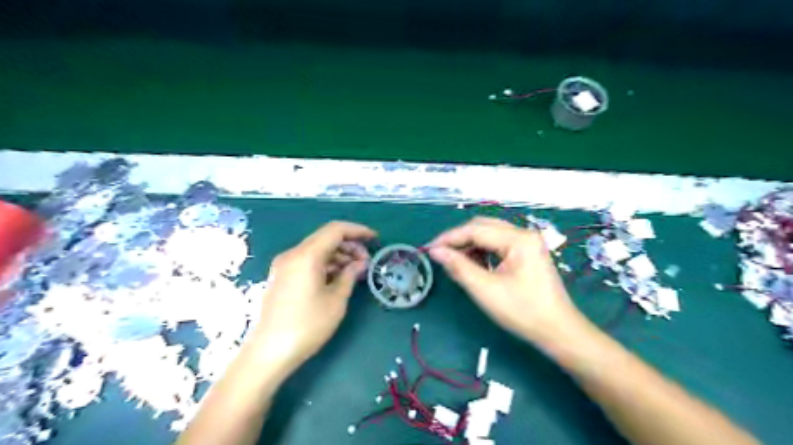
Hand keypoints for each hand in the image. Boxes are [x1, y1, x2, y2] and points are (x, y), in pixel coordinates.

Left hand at [254, 221, 376, 370]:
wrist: (269, 352)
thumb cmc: (307, 325)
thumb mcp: (336, 300)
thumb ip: (349, 275)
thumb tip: (359, 263)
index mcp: (306, 255)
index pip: (335, 230)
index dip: (358, 230)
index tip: (374, 238)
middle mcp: (292, 254)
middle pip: (325, 238)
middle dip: (349, 245)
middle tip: (366, 261)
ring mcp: (284, 265)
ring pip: (316, 249)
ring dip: (338, 255)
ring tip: (355, 271)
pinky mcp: (281, 276)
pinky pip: (307, 261)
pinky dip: (325, 264)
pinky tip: (337, 277)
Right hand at [428, 218, 579, 344]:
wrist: (558, 331)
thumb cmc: (523, 311)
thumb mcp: (486, 290)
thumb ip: (459, 267)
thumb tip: (436, 251)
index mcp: (518, 239)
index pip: (476, 230)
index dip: (450, 238)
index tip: (430, 249)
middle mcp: (524, 234)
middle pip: (483, 227)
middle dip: (459, 239)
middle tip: (440, 254)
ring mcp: (527, 243)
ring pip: (490, 234)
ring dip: (470, 245)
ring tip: (455, 261)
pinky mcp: (527, 253)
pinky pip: (498, 244)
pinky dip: (482, 251)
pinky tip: (473, 264)